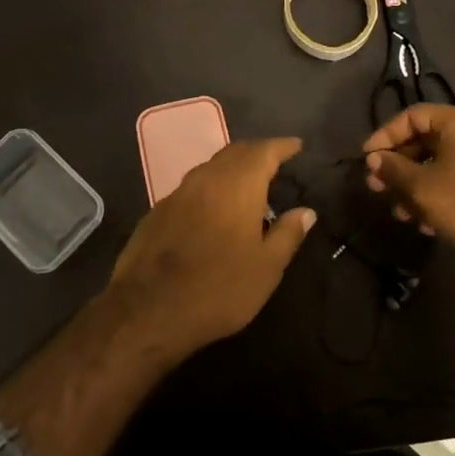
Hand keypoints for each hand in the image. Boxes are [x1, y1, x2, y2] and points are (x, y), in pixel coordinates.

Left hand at [104, 137, 316, 358]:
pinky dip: (210, 188)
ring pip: (211, 168)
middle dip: (257, 153)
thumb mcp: (266, 268)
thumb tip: (306, 211)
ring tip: (248, 184)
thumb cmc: (219, 289)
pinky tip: (214, 209)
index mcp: (238, 185)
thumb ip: (288, 234)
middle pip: (235, 153)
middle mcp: (207, 178)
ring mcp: (177, 193)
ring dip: (232, 169)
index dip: (282, 146)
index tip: (297, 146)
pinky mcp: (157, 211)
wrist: (148, 310)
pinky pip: (192, 188)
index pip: (264, 151)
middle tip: (275, 161)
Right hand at [363, 104, 454, 262]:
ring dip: (417, 185)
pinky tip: (427, 222)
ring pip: (443, 162)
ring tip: (400, 213)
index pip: (413, 116)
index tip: (367, 159)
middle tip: (378, 188)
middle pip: (428, 139)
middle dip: (400, 166)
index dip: (385, 136)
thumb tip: (374, 158)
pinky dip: (440, 191)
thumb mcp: (422, 188)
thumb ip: (393, 169)